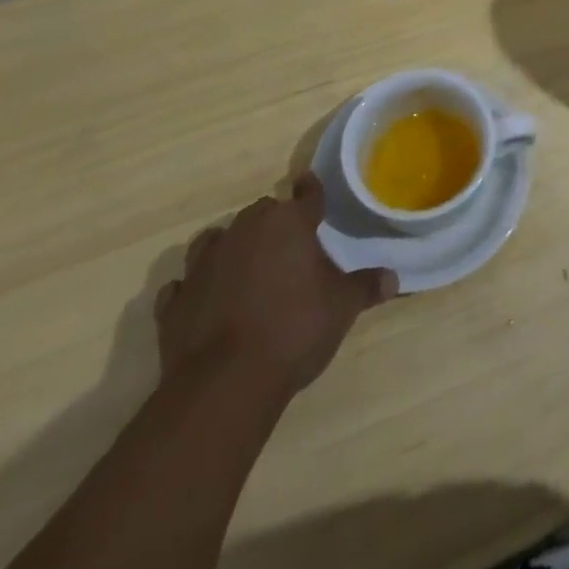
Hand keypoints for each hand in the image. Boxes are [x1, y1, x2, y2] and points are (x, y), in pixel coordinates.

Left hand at [156, 174, 396, 408]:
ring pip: (216, 239)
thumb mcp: (342, 308)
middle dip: (273, 222)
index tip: (312, 185)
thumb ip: (366, 287)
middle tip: (288, 243)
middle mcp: (244, 232)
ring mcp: (203, 265)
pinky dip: (194, 288)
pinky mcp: (174, 301)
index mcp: (288, 223)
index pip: (306, 194)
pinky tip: (203, 299)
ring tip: (243, 264)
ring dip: (229, 247)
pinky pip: (184, 284)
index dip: (312, 190)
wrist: (225, 383)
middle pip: (260, 212)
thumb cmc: (294, 329)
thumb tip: (393, 278)